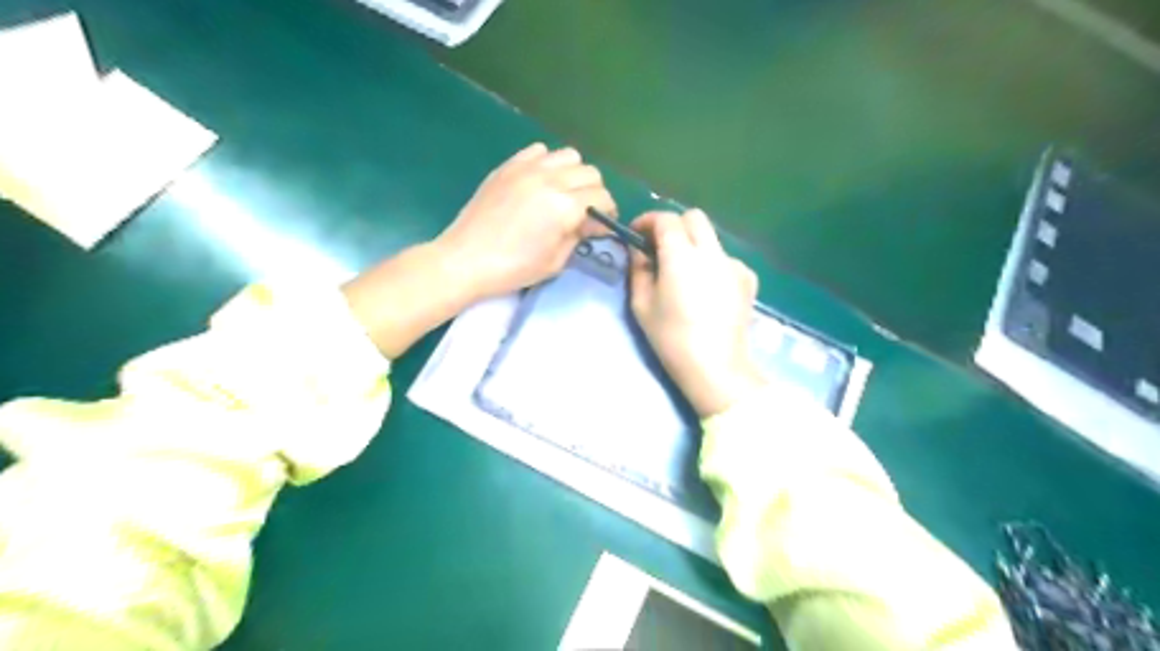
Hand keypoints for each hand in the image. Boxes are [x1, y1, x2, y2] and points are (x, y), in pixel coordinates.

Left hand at [434, 141, 613, 298]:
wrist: (466, 259)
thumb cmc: (513, 268)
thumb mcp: (555, 261)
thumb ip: (578, 236)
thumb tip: (593, 223)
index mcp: (564, 206)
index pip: (602, 197)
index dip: (608, 212)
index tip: (602, 224)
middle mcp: (550, 179)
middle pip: (590, 172)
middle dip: (594, 192)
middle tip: (584, 211)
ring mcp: (527, 168)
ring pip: (568, 155)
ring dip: (573, 173)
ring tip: (563, 192)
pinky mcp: (508, 166)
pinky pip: (538, 150)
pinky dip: (547, 162)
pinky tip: (539, 182)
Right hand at [631, 210, 768, 417]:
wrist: (716, 367)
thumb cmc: (672, 338)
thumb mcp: (642, 305)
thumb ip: (638, 271)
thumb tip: (638, 252)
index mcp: (681, 256)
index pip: (666, 219)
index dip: (648, 220)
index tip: (636, 233)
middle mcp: (711, 252)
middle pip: (694, 218)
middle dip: (673, 225)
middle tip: (659, 246)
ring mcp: (734, 264)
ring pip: (711, 238)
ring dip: (693, 244)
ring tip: (683, 272)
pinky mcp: (748, 279)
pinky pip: (725, 259)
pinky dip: (712, 264)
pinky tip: (706, 289)